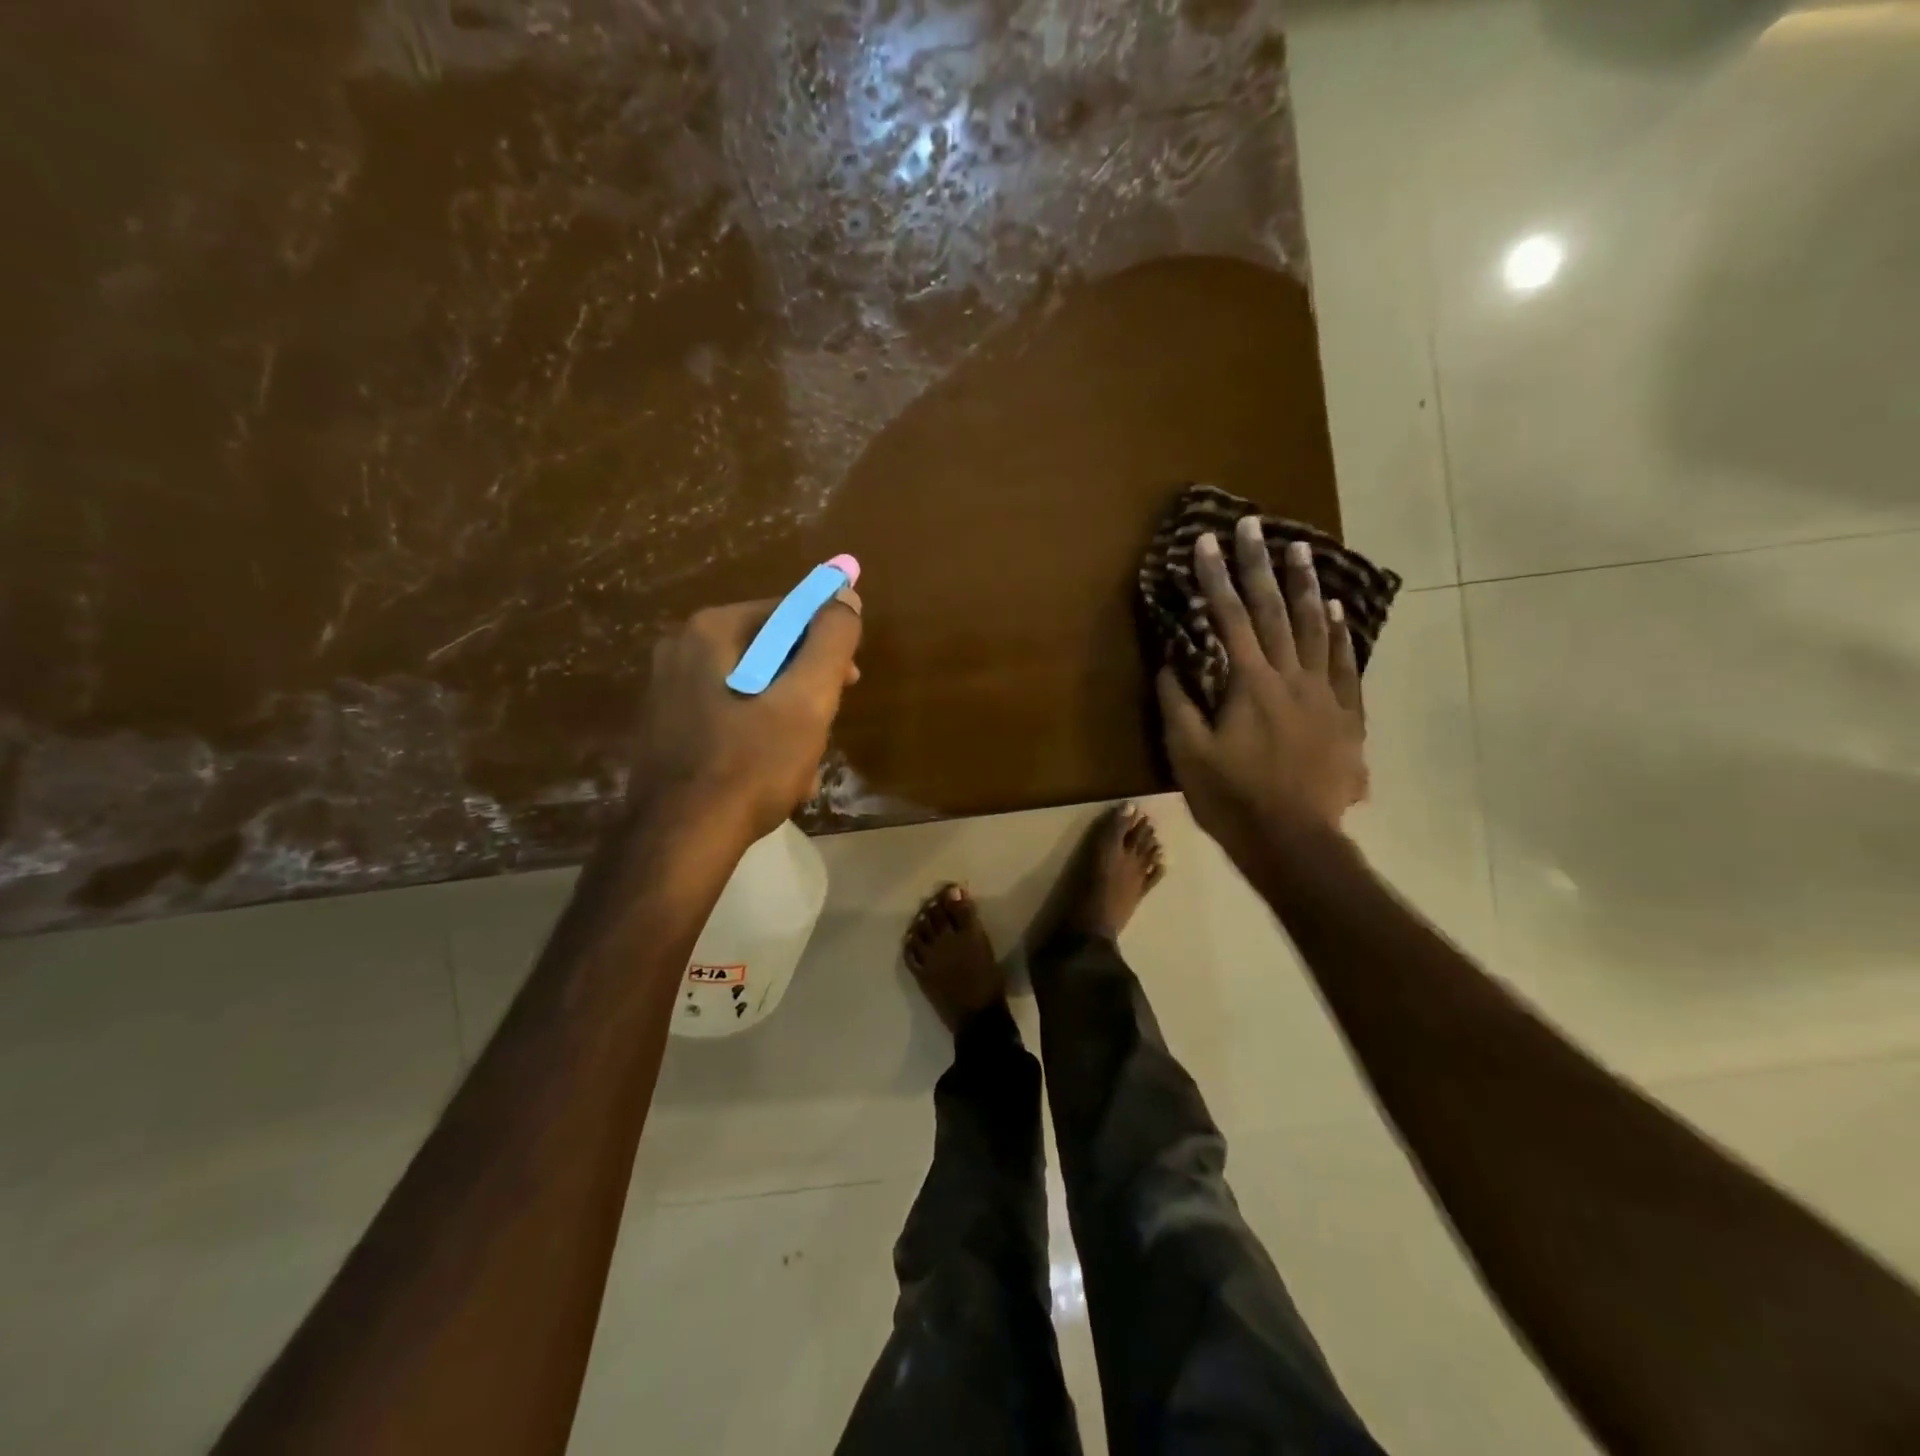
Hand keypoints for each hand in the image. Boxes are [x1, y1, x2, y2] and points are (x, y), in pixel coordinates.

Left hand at [631, 589, 863, 843]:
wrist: (680, 840)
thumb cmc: (750, 764)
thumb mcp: (807, 699)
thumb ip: (831, 641)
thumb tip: (845, 596)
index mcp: (712, 630)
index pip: (789, 612)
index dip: (828, 642)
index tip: (849, 682)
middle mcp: (681, 649)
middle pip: (770, 651)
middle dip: (807, 688)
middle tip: (824, 726)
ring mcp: (668, 690)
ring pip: (753, 688)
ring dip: (787, 719)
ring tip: (801, 763)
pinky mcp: (666, 728)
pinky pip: (729, 716)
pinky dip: (757, 736)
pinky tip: (771, 775)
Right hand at [1156, 517, 1367, 863]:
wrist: (1295, 840)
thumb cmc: (1233, 799)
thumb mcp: (1188, 755)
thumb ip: (1178, 704)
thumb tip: (1169, 664)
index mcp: (1249, 685)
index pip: (1229, 619)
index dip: (1215, 579)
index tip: (1206, 542)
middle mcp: (1290, 678)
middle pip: (1274, 611)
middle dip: (1258, 565)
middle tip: (1253, 525)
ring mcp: (1323, 695)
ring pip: (1315, 629)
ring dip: (1305, 586)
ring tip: (1300, 549)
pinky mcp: (1345, 716)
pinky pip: (1345, 665)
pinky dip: (1340, 635)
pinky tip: (1337, 612)